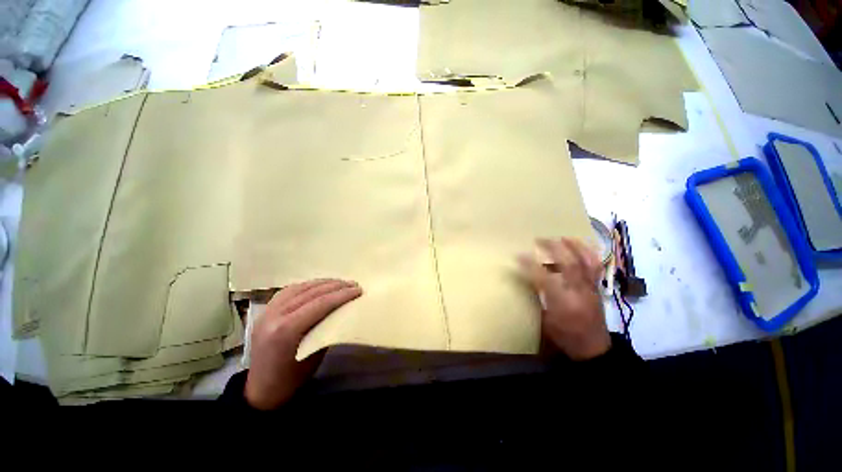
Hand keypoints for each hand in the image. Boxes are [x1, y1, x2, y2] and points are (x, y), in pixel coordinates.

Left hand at [245, 279, 361, 409]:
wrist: (260, 389)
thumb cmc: (292, 378)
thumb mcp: (316, 354)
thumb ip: (327, 327)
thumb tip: (344, 309)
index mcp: (286, 330)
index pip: (320, 304)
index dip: (342, 294)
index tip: (358, 290)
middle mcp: (274, 316)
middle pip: (311, 293)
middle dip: (336, 286)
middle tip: (353, 284)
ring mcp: (267, 311)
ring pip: (300, 288)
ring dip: (323, 283)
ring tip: (340, 282)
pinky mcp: (265, 310)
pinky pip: (289, 290)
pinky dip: (307, 285)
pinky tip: (318, 285)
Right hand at [519, 238, 609, 360]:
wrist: (594, 348)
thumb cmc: (565, 337)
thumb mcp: (545, 321)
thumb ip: (538, 298)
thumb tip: (528, 279)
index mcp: (563, 304)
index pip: (545, 279)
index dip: (531, 265)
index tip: (518, 254)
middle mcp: (579, 293)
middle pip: (569, 264)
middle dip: (553, 248)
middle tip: (539, 239)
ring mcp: (591, 288)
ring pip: (586, 262)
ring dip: (573, 246)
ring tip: (561, 237)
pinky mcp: (597, 287)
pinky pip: (595, 266)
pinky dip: (588, 253)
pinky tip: (579, 246)